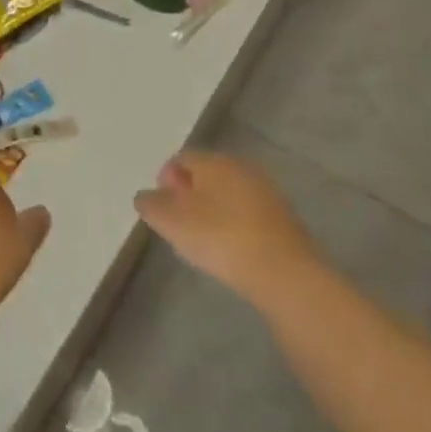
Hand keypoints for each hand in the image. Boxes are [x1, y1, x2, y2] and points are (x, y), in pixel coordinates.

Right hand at [136, 152, 315, 304]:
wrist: (284, 273)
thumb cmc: (220, 238)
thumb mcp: (171, 221)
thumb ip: (151, 204)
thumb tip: (146, 196)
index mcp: (214, 160)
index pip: (182, 158)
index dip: (165, 180)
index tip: (161, 209)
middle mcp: (241, 167)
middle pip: (207, 174)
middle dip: (190, 194)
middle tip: (179, 224)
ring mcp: (267, 192)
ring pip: (229, 194)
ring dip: (213, 210)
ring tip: (205, 240)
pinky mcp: (284, 219)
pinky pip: (248, 214)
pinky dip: (235, 225)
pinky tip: (232, 250)